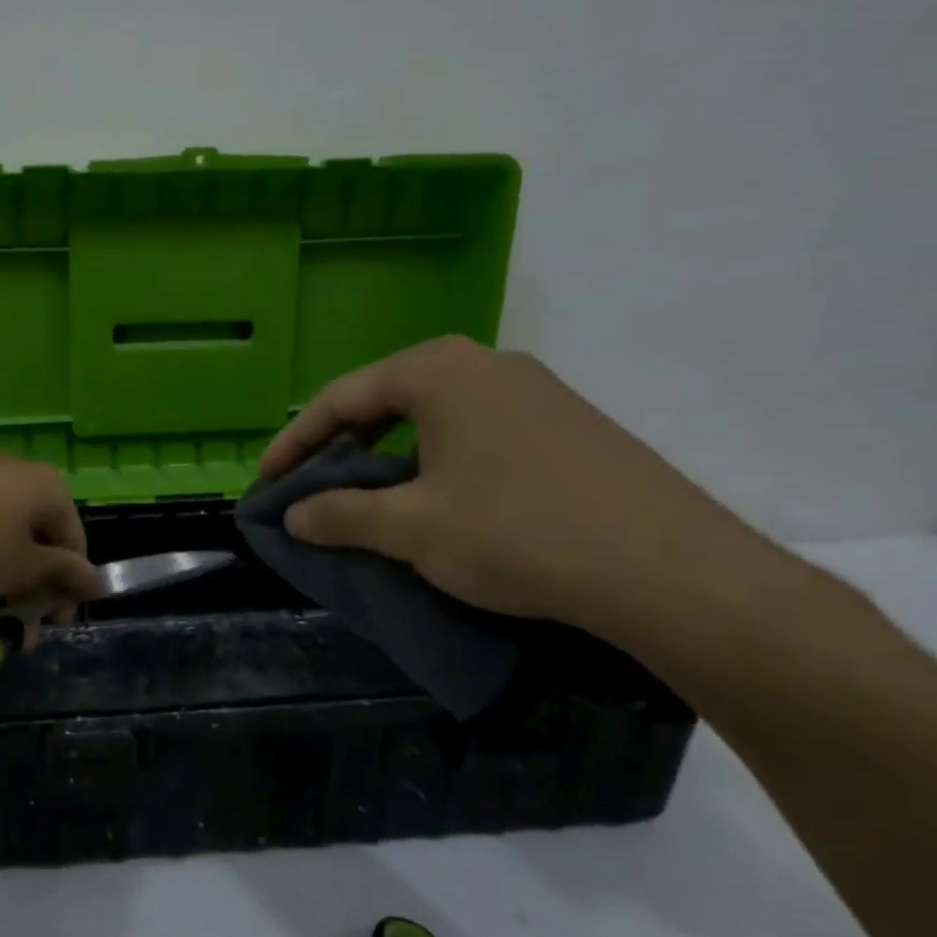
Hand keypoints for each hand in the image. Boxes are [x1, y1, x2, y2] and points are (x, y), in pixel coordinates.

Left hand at [0, 455, 99, 606]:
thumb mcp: (25, 568)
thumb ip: (63, 574)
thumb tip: (99, 581)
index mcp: (50, 487)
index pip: (74, 541)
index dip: (69, 586)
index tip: (54, 622)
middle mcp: (20, 471)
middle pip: (38, 533)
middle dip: (35, 582)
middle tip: (22, 620)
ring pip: (5, 528)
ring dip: (5, 570)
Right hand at [259, 336, 772, 633]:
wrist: (671, 572)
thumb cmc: (516, 532)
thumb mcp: (410, 528)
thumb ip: (339, 515)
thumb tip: (293, 515)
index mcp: (438, 371)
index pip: (340, 398)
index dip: (293, 443)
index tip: (266, 482)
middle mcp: (485, 365)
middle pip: (386, 400)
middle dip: (341, 446)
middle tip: (313, 487)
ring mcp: (535, 392)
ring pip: (434, 418)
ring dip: (389, 457)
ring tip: (369, 499)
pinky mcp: (568, 427)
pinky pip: (476, 435)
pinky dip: (436, 464)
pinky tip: (439, 504)